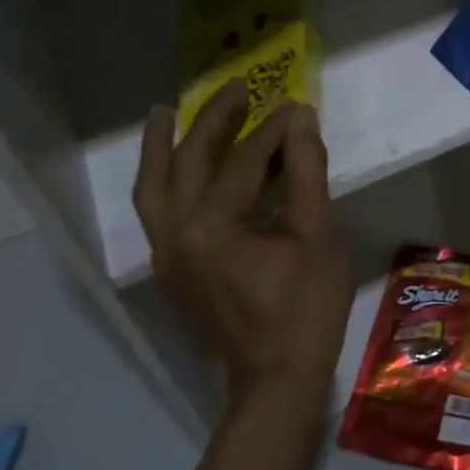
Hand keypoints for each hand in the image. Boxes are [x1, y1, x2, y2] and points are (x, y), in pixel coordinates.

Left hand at [134, 87, 350, 390]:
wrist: (275, 380)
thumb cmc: (305, 309)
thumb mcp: (316, 236)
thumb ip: (305, 174)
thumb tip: (300, 121)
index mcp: (211, 229)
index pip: (243, 163)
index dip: (272, 132)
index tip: (295, 106)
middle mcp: (175, 237)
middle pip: (186, 165)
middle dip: (211, 122)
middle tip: (235, 89)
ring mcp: (166, 257)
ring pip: (153, 190)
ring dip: (161, 148)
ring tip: (165, 112)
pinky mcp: (171, 271)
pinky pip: (157, 213)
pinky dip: (163, 180)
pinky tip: (175, 164)